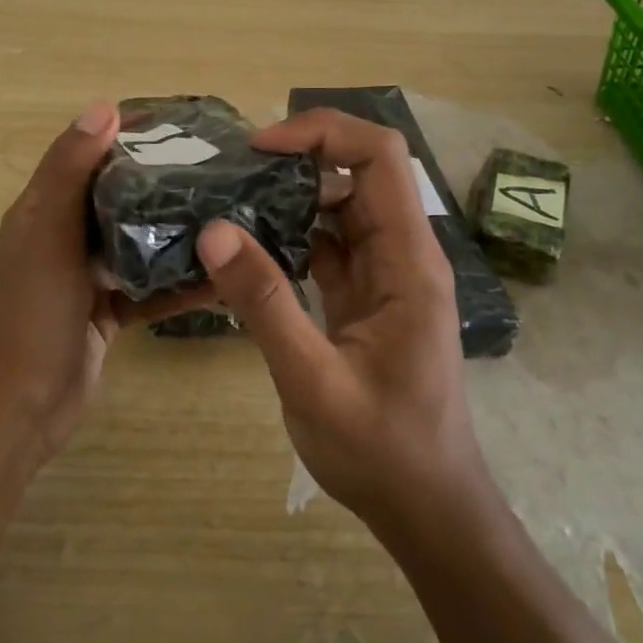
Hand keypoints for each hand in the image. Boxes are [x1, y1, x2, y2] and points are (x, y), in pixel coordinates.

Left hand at [0, 100, 214, 472]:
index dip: (124, 133)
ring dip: (173, 230)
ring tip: (227, 212)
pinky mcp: (107, 311)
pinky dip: (177, 283)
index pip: (86, 154)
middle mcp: (63, 236)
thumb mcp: (47, 236)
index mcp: (43, 209)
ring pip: (136, 240)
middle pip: (117, 195)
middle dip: (159, 179)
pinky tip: (219, 277)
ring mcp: (86, 276)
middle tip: (217, 166)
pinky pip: (147, 287)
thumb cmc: (31, 314)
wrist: (20, 408)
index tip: (178, 121)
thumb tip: (105, 106)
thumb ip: (71, 172)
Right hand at [195, 109, 487, 527]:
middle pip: (359, 172)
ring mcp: (386, 275)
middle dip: (298, 159)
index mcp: (409, 261)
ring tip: (230, 200)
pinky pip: (330, 245)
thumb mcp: (313, 379)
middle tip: (232, 174)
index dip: (323, 133)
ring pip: (341, 207)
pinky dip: (291, 234)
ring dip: (291, 197)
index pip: (380, 156)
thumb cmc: (382, 450)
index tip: (262, 148)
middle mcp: (403, 254)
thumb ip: (265, 302)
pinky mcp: (367, 296)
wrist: (427, 509)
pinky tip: (248, 246)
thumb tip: (214, 230)